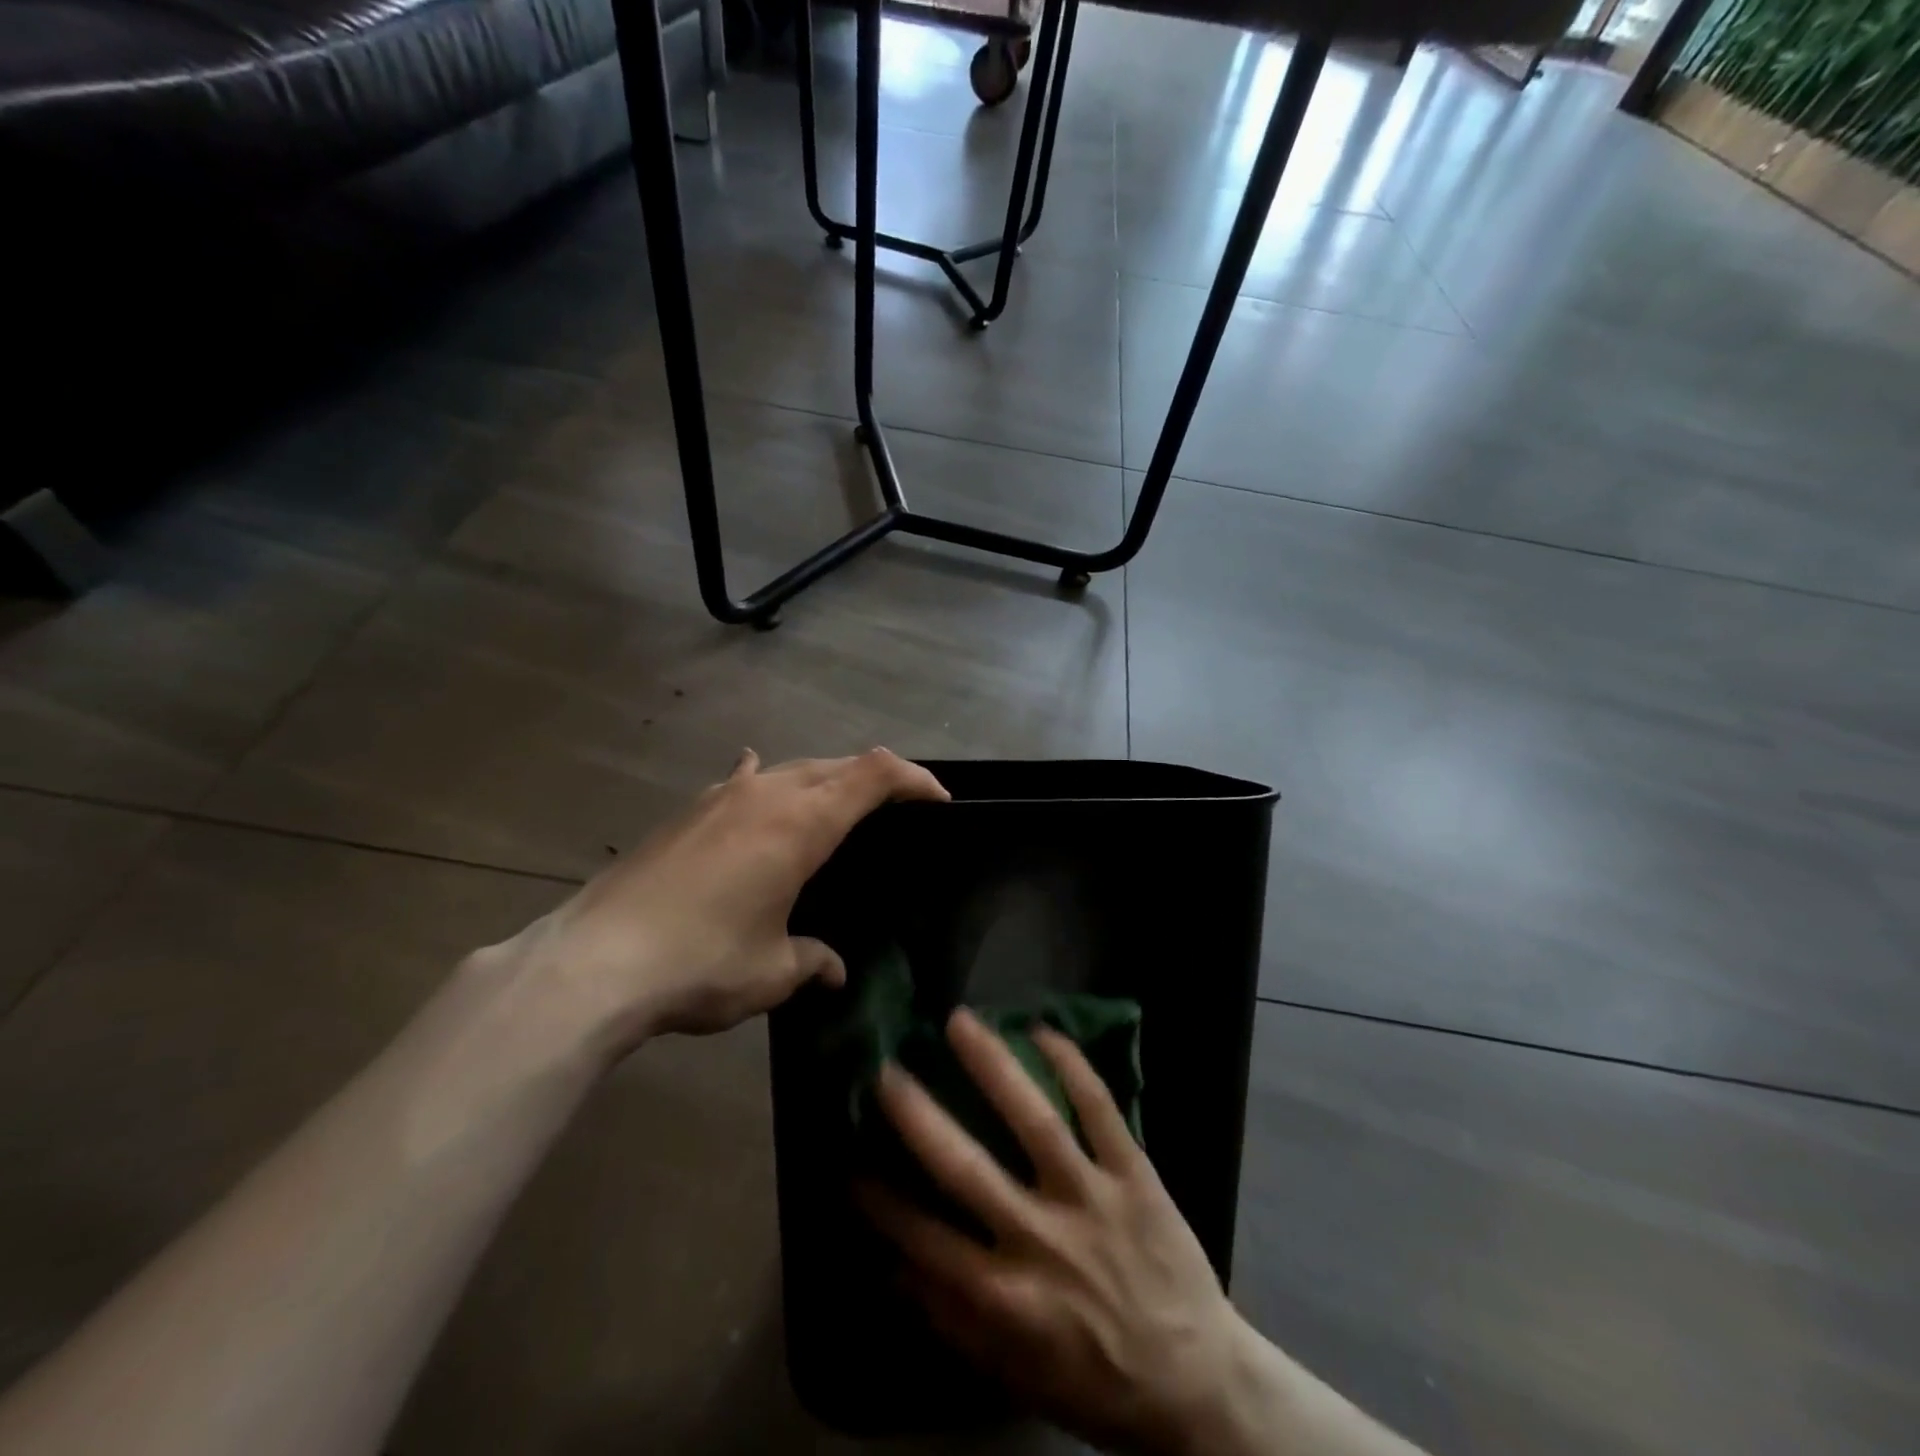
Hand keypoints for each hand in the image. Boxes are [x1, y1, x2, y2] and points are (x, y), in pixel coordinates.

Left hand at [488, 748, 947, 1051]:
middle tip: (899, 808)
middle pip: (836, 765)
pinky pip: (743, 782)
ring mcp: (722, 796)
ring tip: (837, 808)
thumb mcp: (771, 971)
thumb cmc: (701, 962)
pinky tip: (757, 782)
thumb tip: (833, 970)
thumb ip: (812, 962)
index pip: (874, 775)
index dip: (914, 778)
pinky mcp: (688, 812)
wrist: (594, 961)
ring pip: (791, 769)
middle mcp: (766, 793)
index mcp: (801, 822)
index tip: (939, 800)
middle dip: (875, 779)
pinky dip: (765, 781)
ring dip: (823, 780)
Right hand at [861, 1009, 1252, 1455]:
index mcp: (1008, 1297)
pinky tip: (1042, 1029)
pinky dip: (1073, 1065)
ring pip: (1035, 1120)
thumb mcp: (1016, 1374)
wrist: (1199, 1384)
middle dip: (919, 1118)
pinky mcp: (1135, 1173)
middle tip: (885, 1070)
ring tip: (960, 1022)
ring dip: (993, 1066)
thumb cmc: (1097, 1381)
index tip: (848, 1161)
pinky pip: (1101, 1108)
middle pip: (967, 1169)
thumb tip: (889, 1270)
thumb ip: (951, 1321)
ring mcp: (1091, 1197)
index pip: (925, 1241)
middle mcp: (1042, 1239)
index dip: (882, 1202)